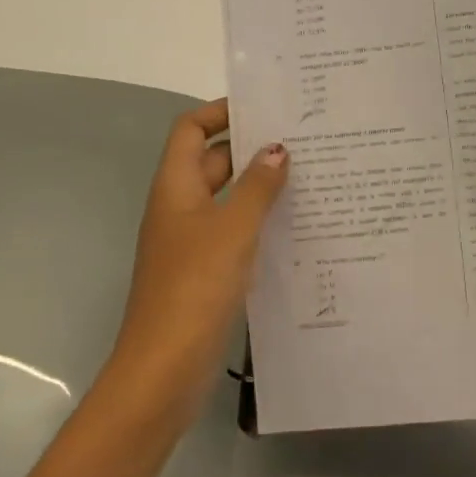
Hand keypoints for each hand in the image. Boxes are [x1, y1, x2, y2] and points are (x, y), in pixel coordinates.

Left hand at [94, 99, 286, 441]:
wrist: (165, 368)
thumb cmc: (195, 286)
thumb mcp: (233, 228)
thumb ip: (258, 186)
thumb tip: (277, 148)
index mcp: (176, 187)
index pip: (190, 130)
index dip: (220, 112)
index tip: (265, 108)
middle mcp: (180, 208)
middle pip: (213, 162)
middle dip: (252, 149)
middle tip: (303, 142)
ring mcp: (191, 242)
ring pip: (228, 200)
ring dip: (260, 188)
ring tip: (310, 178)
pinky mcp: (206, 272)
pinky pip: (234, 233)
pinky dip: (259, 223)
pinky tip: (296, 228)